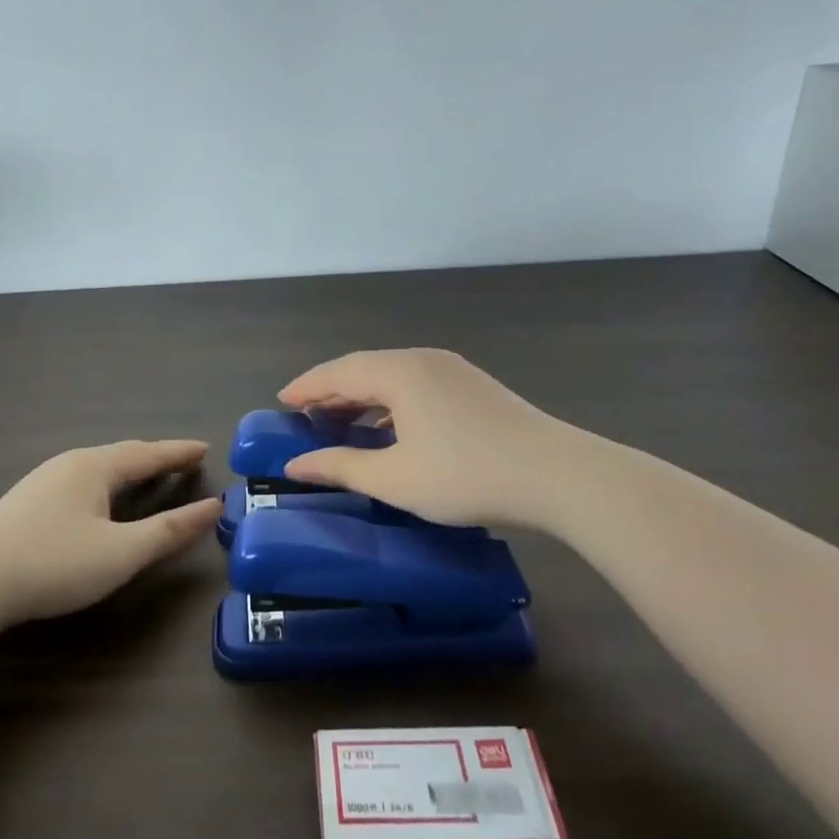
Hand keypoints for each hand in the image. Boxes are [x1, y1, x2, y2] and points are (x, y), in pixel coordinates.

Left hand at [0, 440, 223, 631]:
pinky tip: (98, 500)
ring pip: (97, 468)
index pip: (148, 454)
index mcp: (95, 467)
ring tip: (147, 476)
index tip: (205, 448)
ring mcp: (42, 482)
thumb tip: (212, 508)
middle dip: (155, 458)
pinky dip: (105, 484)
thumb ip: (168, 531)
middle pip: (122, 455)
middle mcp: (69, 464)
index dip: (179, 453)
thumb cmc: (53, 564)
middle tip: (182, 461)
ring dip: (128, 470)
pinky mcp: (25, 504)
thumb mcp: (120, 553)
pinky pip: (80, 481)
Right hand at [279, 349, 577, 529]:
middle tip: (305, 415)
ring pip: (392, 376)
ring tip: (340, 422)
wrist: (557, 476)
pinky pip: (416, 385)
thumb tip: (297, 463)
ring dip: (362, 397)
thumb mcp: (395, 478)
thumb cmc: (465, 476)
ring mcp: (453, 370)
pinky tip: (389, 429)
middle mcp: (423, 360)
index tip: (281, 401)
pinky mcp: (473, 387)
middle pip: (364, 368)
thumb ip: (341, 466)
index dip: (306, 387)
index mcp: (399, 372)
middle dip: (331, 390)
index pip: (338, 372)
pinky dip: (390, 402)